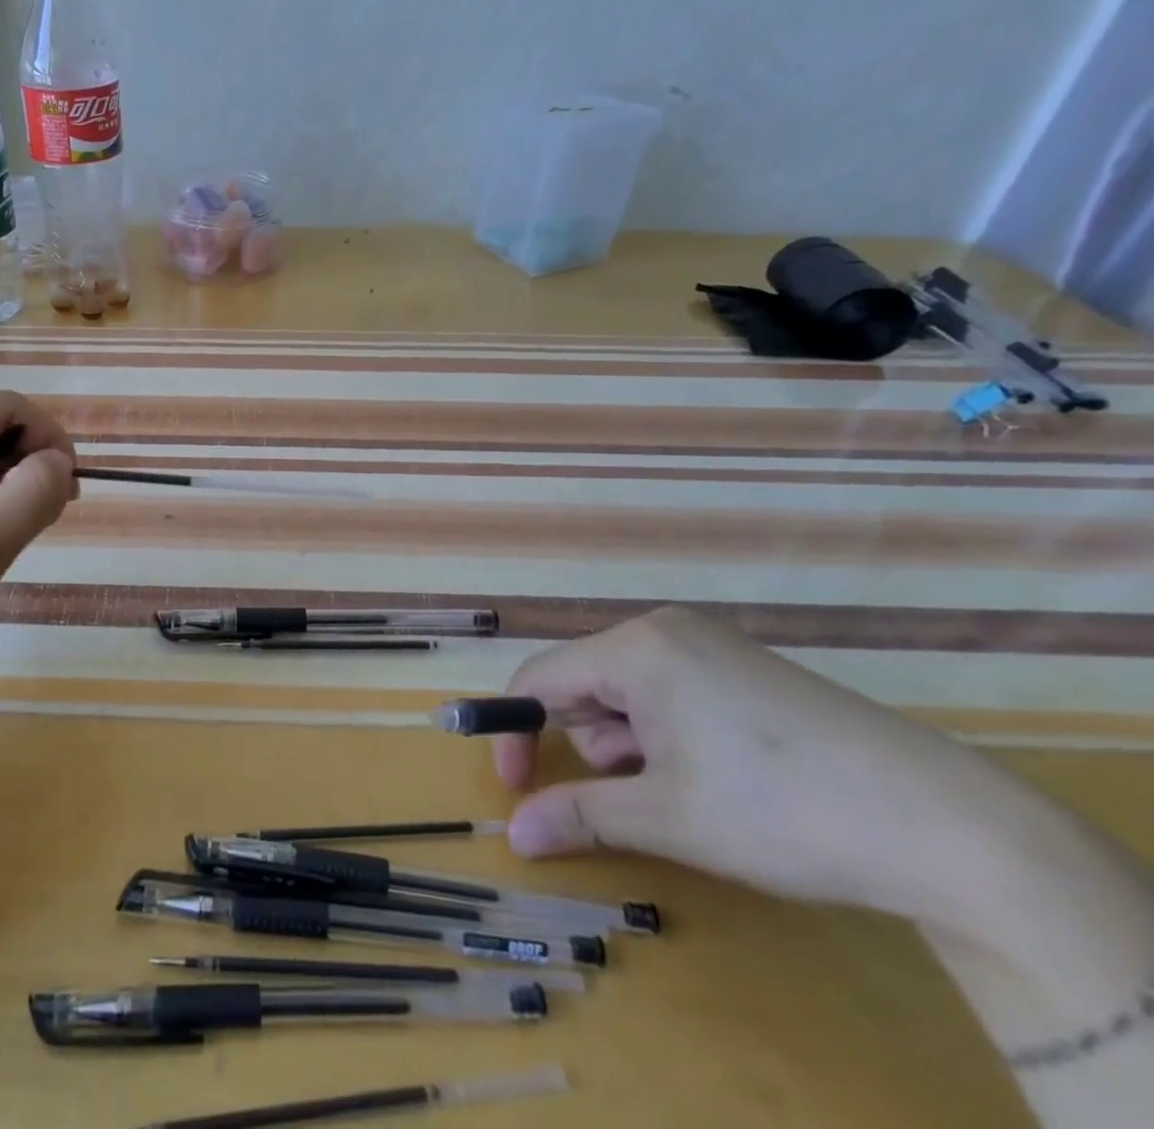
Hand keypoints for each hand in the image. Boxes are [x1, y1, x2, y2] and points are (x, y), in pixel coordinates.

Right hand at [494, 607, 1073, 938]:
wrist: (951, 827)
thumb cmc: (782, 810)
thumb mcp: (668, 818)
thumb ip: (579, 816)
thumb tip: (513, 834)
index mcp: (635, 648)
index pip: (539, 680)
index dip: (514, 733)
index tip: (517, 790)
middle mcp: (664, 629)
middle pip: (584, 684)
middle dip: (594, 745)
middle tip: (641, 795)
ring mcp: (709, 643)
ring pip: (628, 692)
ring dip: (634, 744)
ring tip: (691, 788)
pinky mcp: (744, 666)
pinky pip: (670, 691)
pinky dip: (670, 734)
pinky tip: (720, 772)